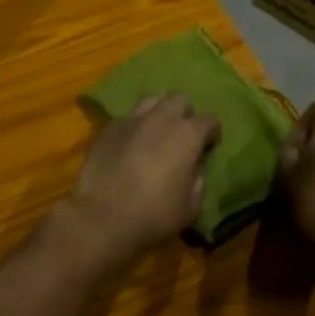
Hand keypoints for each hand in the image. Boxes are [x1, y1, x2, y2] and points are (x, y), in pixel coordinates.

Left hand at [52, 94, 220, 272]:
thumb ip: (198, 181)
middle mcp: (161, 118)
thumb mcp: (191, 207)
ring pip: (151, 99)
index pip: (209, 120)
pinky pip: (127, 118)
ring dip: (158, 111)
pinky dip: (133, 127)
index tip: (208, 147)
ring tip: (155, 132)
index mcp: (187, 135)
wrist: (102, 217)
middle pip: (179, 98)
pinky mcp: (108, 128)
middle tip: (181, 135)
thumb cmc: (154, 215)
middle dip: (185, 113)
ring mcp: (132, 119)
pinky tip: (129, 146)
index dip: (212, 133)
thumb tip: (195, 169)